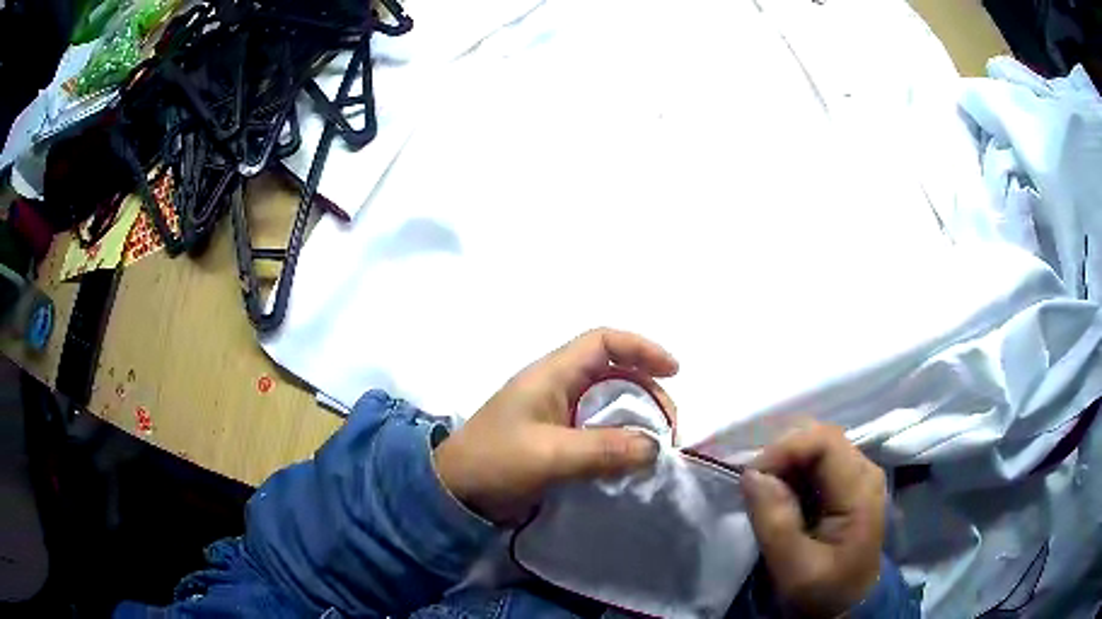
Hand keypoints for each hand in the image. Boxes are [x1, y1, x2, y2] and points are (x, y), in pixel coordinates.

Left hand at [434, 328, 677, 524]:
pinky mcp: (556, 439)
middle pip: (614, 373)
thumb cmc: (495, 463)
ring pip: (608, 404)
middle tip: (667, 428)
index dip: (641, 348)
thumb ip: (603, 450)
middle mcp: (556, 387)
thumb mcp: (550, 455)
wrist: (456, 493)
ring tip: (655, 447)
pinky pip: (598, 431)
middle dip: (647, 393)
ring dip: (636, 420)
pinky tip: (631, 461)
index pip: (603, 342)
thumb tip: (655, 447)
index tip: (674, 371)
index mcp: (551, 375)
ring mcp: (556, 414)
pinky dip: (620, 440)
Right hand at [742, 421, 886, 618]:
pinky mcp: (844, 483)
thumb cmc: (825, 591)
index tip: (750, 476)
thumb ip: (776, 523)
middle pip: (819, 437)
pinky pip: (813, 461)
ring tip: (761, 493)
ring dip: (783, 463)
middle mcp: (863, 470)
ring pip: (814, 446)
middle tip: (752, 485)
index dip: (784, 449)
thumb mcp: (795, 570)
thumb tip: (751, 475)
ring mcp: (855, 474)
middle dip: (780, 454)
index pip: (824, 441)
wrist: (848, 604)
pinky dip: (789, 472)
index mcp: (860, 489)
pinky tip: (777, 496)